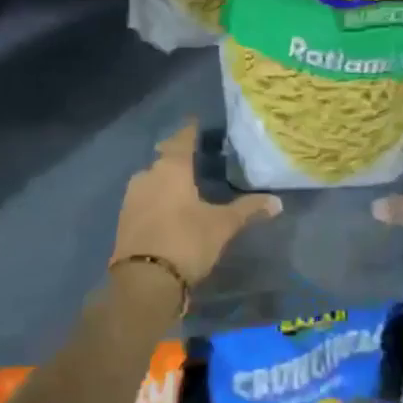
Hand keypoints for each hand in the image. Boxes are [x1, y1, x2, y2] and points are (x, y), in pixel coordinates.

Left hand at [113, 122, 281, 284]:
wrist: (144, 281)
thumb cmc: (186, 242)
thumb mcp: (222, 226)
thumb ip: (248, 210)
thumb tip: (277, 201)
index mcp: (171, 169)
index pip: (182, 140)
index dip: (190, 131)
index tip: (195, 122)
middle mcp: (148, 175)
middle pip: (164, 158)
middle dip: (175, 154)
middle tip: (190, 153)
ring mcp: (132, 197)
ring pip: (151, 179)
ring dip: (164, 178)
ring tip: (180, 182)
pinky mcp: (124, 219)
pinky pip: (144, 199)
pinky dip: (156, 198)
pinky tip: (166, 206)